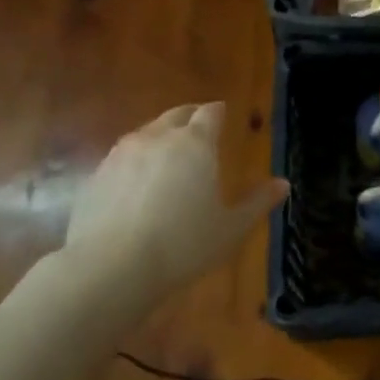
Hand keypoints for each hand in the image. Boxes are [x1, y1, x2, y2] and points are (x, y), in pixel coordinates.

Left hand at [65, 102, 288, 300]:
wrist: (110, 268)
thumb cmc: (183, 244)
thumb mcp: (231, 228)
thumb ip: (258, 202)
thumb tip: (283, 184)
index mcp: (196, 144)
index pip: (210, 112)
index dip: (219, 112)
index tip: (225, 115)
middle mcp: (158, 138)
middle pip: (176, 115)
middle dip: (191, 117)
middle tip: (201, 129)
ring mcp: (121, 155)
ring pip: (146, 132)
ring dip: (162, 137)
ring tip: (170, 155)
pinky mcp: (95, 176)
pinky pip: (122, 157)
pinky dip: (136, 161)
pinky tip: (139, 184)